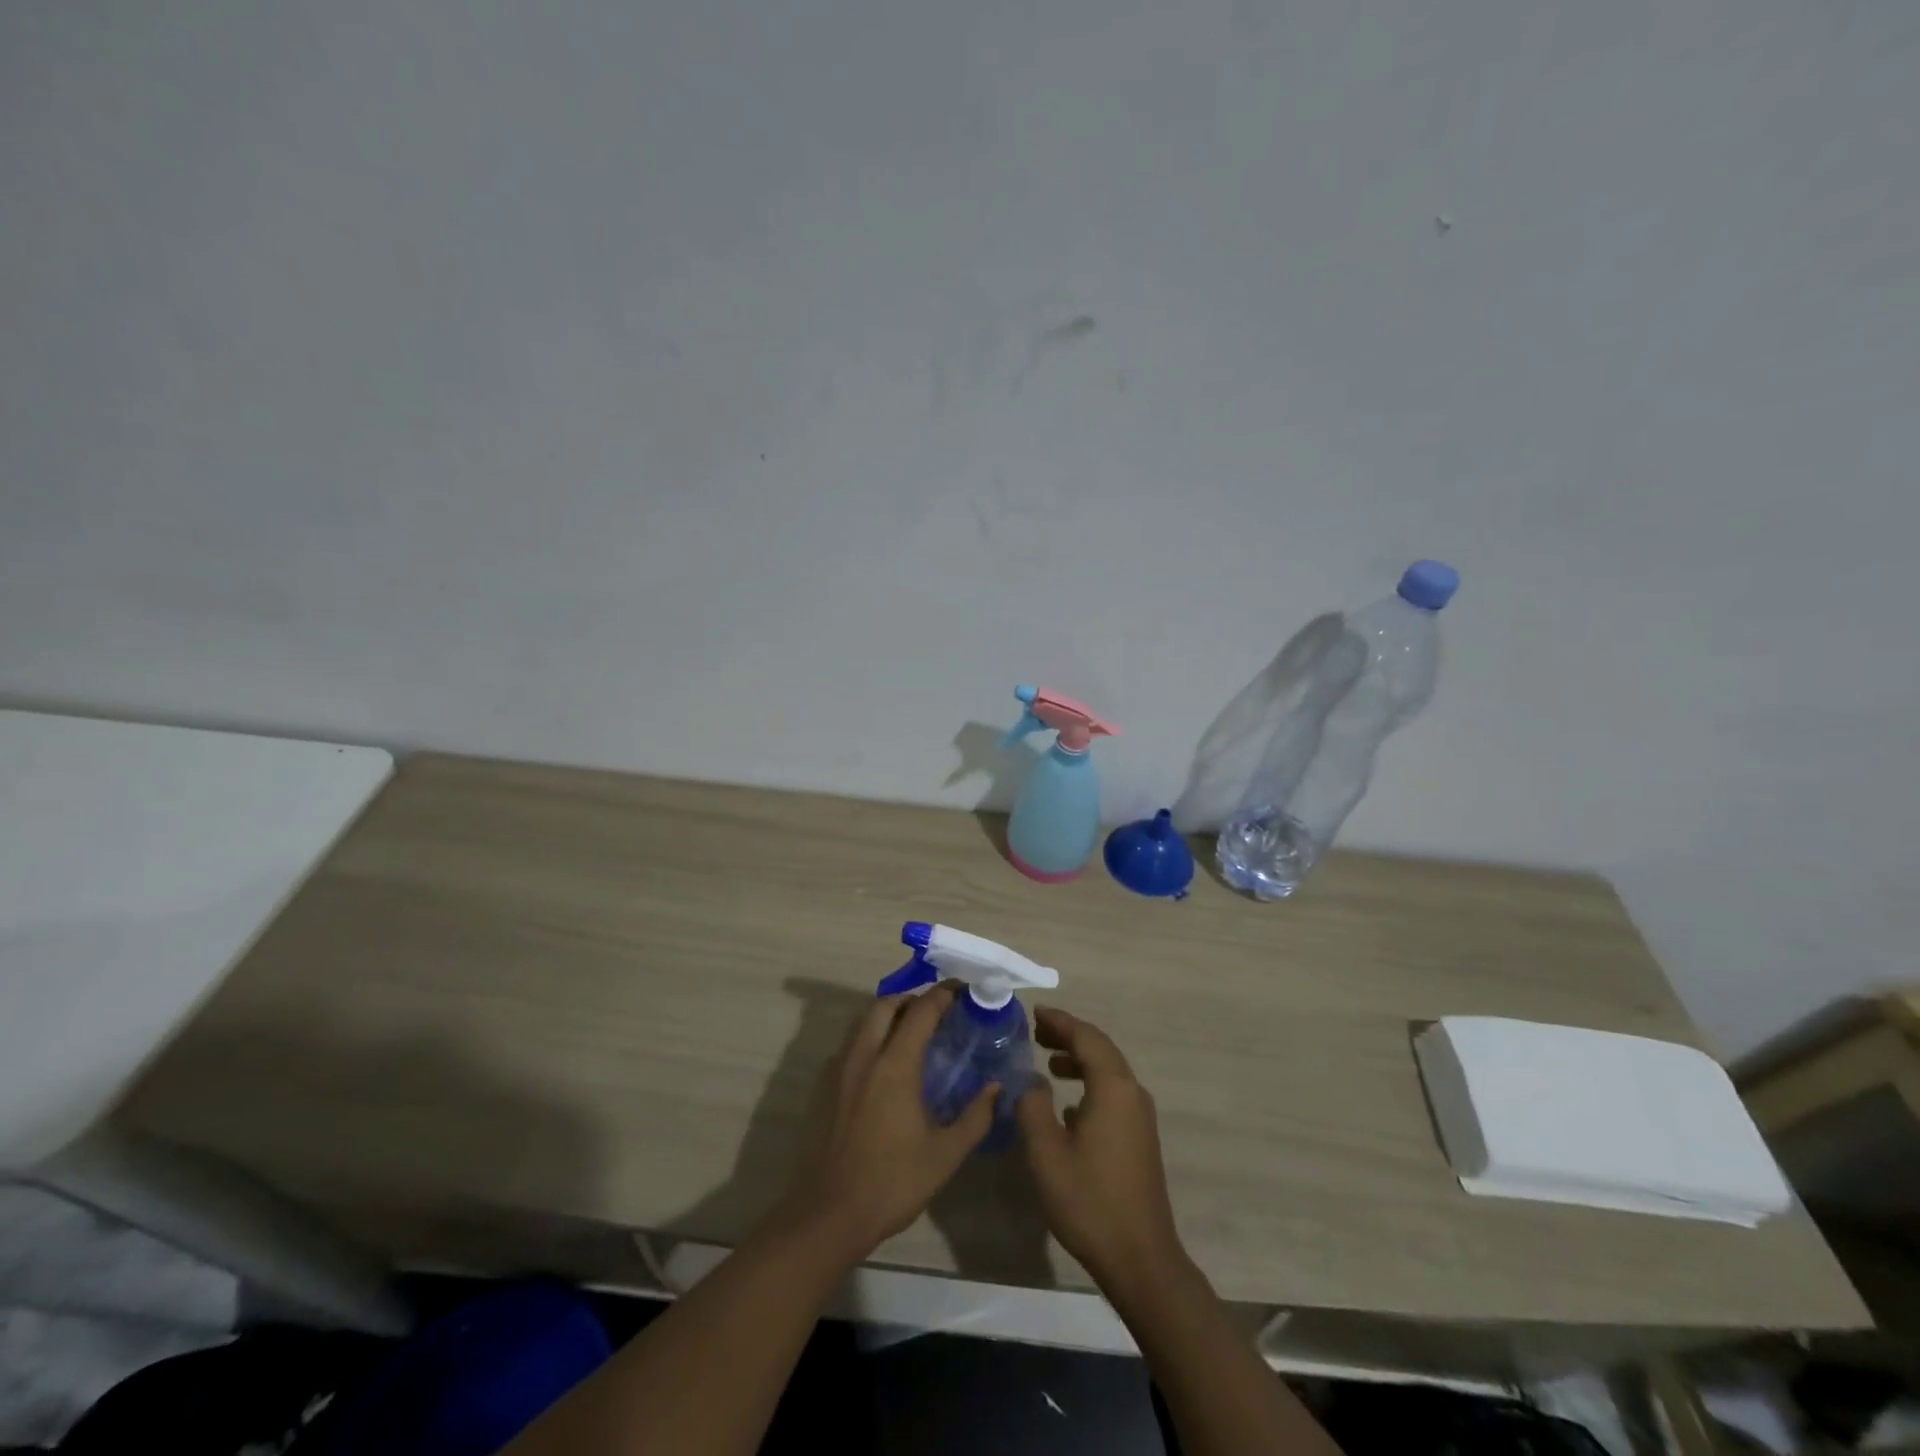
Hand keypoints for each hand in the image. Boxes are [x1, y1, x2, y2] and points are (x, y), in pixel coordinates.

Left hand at [766, 985, 997, 1265]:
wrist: (829, 1215)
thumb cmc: (892, 1183)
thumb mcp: (945, 1155)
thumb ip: (975, 1117)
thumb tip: (997, 1087)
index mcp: (895, 1065)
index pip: (921, 1011)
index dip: (943, 995)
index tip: (962, 991)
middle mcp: (864, 1056)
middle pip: (885, 1004)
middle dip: (911, 999)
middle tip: (935, 1012)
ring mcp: (839, 1069)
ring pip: (862, 1021)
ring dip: (887, 1015)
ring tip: (910, 1033)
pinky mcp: (823, 1086)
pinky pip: (849, 1044)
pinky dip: (869, 1038)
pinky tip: (882, 1067)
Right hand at [1016, 1006, 1184, 1284]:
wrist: (1140, 1258)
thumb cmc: (1089, 1201)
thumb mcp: (1045, 1152)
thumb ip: (1032, 1107)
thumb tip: (1032, 1081)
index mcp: (1113, 1087)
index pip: (1086, 1037)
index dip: (1059, 1022)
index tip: (1035, 1013)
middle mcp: (1132, 1093)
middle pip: (1100, 1049)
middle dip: (1069, 1037)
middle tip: (1037, 1033)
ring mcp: (1141, 1116)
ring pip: (1108, 1072)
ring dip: (1079, 1060)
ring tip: (1048, 1063)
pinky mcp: (1141, 1138)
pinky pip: (1113, 1093)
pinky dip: (1089, 1084)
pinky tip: (1068, 1106)